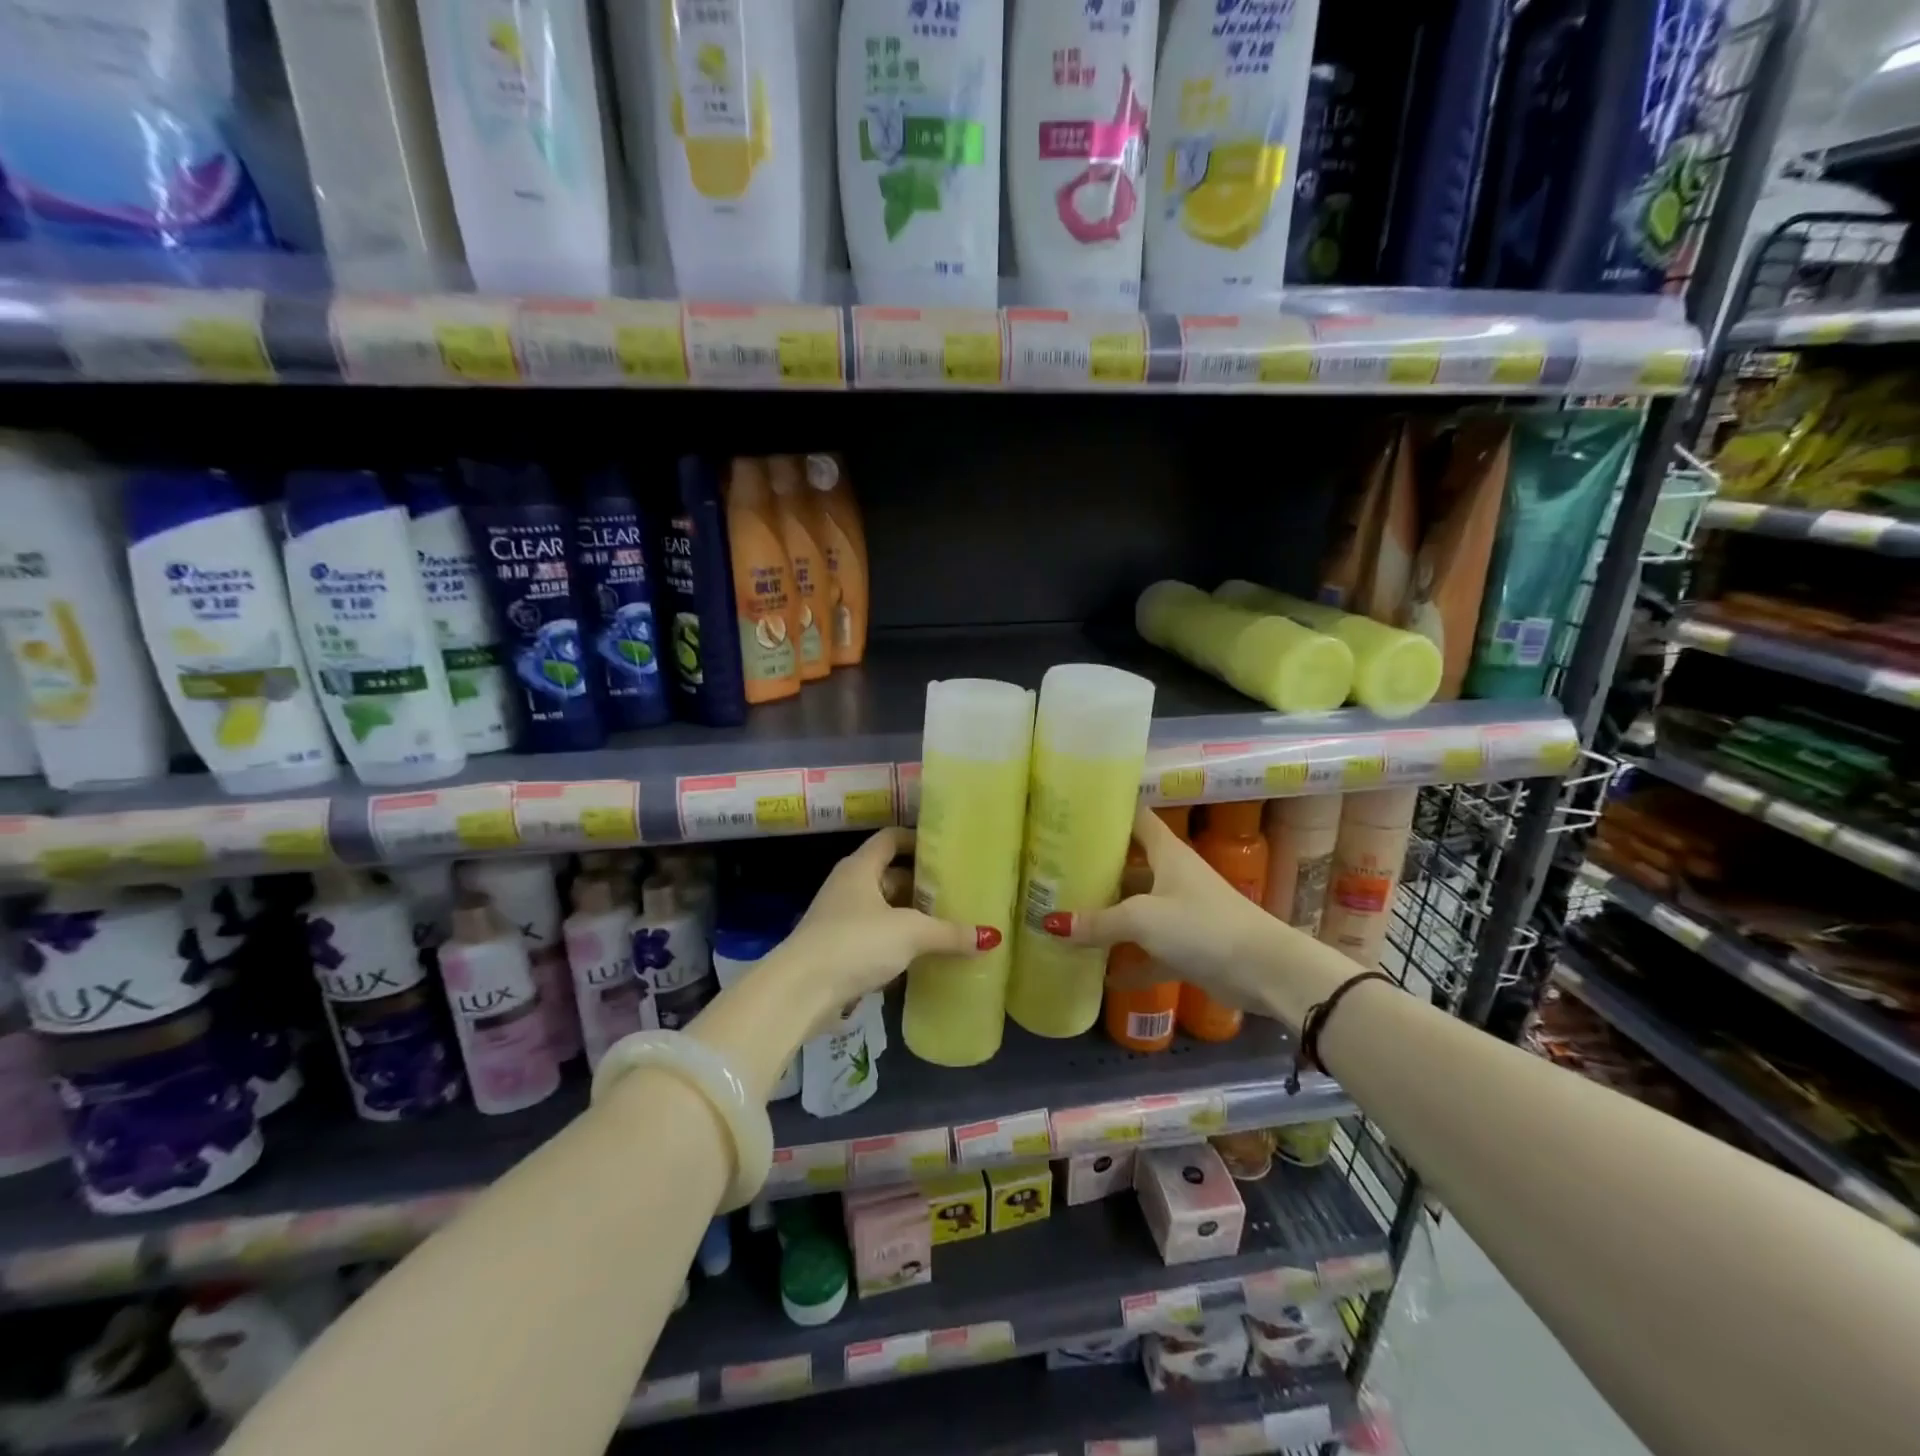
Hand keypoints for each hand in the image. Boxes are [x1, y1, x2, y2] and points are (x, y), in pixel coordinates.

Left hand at [779, 827, 998, 1024]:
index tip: (946, 850)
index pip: (891, 839)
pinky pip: (873, 938)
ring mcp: (839, 919)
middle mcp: (848, 886)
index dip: (917, 839)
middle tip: (955, 892)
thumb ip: (949, 933)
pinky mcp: (837, 951)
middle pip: (889, 876)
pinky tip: (920, 958)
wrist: (800, 990)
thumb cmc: (855, 943)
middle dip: (920, 885)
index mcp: (860, 867)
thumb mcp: (910, 933)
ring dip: (908, 917)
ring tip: (945, 925)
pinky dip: (895, 944)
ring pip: (882, 910)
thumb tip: (992, 936)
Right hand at [1043, 804, 1291, 1015]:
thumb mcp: (1143, 918)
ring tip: (1066, 917)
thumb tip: (1051, 924)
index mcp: (1168, 854)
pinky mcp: (1188, 947)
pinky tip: (1099, 973)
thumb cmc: (1202, 925)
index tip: (1074, 812)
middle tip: (1055, 871)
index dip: (1109, 813)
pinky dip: (1128, 961)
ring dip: (1109, 916)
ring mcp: (1182, 913)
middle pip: (1130, 866)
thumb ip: (1099, 922)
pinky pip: (1149, 950)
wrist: (1265, 971)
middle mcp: (1174, 877)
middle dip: (1097, 870)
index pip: (1136, 820)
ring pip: (1137, 909)